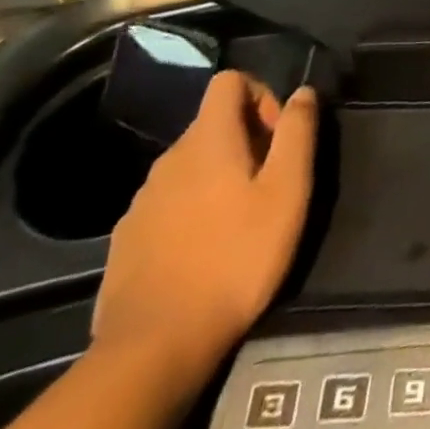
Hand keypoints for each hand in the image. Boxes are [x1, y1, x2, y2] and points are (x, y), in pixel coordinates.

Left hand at [92, 71, 317, 387]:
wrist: (153, 348)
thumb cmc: (235, 258)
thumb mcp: (287, 191)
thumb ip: (298, 132)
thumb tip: (303, 92)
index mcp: (208, 139)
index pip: (230, 81)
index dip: (261, 95)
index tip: (277, 138)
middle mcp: (169, 158)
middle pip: (212, 124)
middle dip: (245, 141)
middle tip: (268, 186)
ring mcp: (141, 201)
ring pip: (189, 166)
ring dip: (217, 177)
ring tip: (238, 222)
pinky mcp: (126, 240)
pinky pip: (167, 203)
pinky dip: (190, 211)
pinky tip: (203, 252)